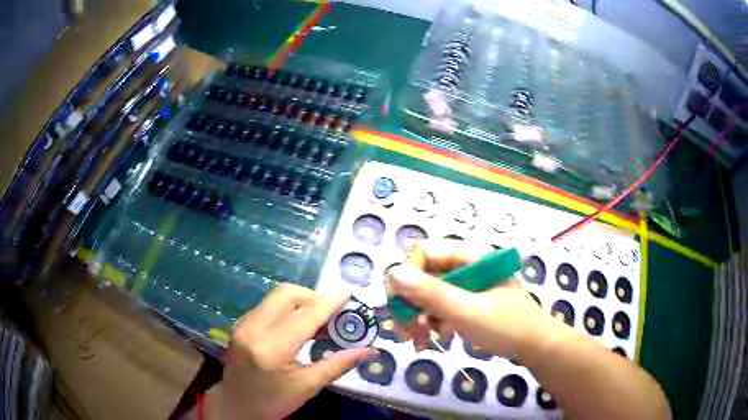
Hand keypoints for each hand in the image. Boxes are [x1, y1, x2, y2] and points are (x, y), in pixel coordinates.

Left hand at [213, 284, 375, 419]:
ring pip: (276, 297)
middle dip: (313, 297)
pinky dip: (286, 309)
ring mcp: (243, 324)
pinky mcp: (240, 324)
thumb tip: (368, 350)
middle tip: (333, 313)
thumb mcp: (307, 387)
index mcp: (271, 349)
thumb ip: (337, 365)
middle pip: (286, 294)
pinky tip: (297, 325)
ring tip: (318, 320)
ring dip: (300, 302)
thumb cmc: (273, 402)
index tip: (349, 291)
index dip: (329, 302)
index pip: (305, 317)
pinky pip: (267, 306)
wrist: (236, 407)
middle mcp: (253, 329)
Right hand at [387, 240, 557, 356]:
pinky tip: (432, 338)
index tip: (397, 303)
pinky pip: (440, 307)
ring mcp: (467, 285)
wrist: (535, 346)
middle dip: (411, 302)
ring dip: (419, 316)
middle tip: (403, 328)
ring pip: (429, 293)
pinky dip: (431, 322)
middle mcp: (466, 266)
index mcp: (470, 257)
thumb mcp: (467, 310)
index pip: (425, 252)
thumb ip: (431, 292)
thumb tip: (392, 272)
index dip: (407, 275)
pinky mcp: (467, 302)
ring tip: (418, 339)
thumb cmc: (506, 325)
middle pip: (424, 275)